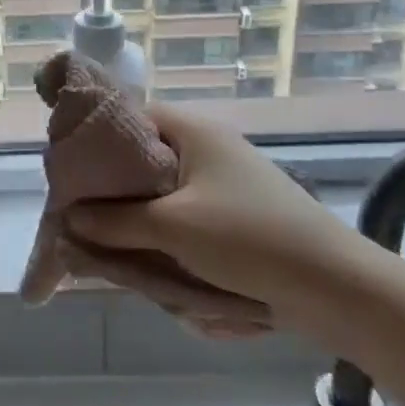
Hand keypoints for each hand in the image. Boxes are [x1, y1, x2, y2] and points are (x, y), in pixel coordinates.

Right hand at [64, 104, 370, 321]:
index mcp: (192, 131)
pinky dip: (171, 241)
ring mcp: (223, 183)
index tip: (70, 175)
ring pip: (161, 196)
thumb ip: (114, 221)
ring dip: (143, 225)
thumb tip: (68, 218)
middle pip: (142, 160)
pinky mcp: (235, 217)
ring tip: (125, 253)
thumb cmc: (248, 239)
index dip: (95, 142)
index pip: (128, 117)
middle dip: (116, 194)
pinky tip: (163, 270)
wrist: (337, 288)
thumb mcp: (172, 228)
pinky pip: (186, 220)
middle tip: (89, 222)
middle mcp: (207, 148)